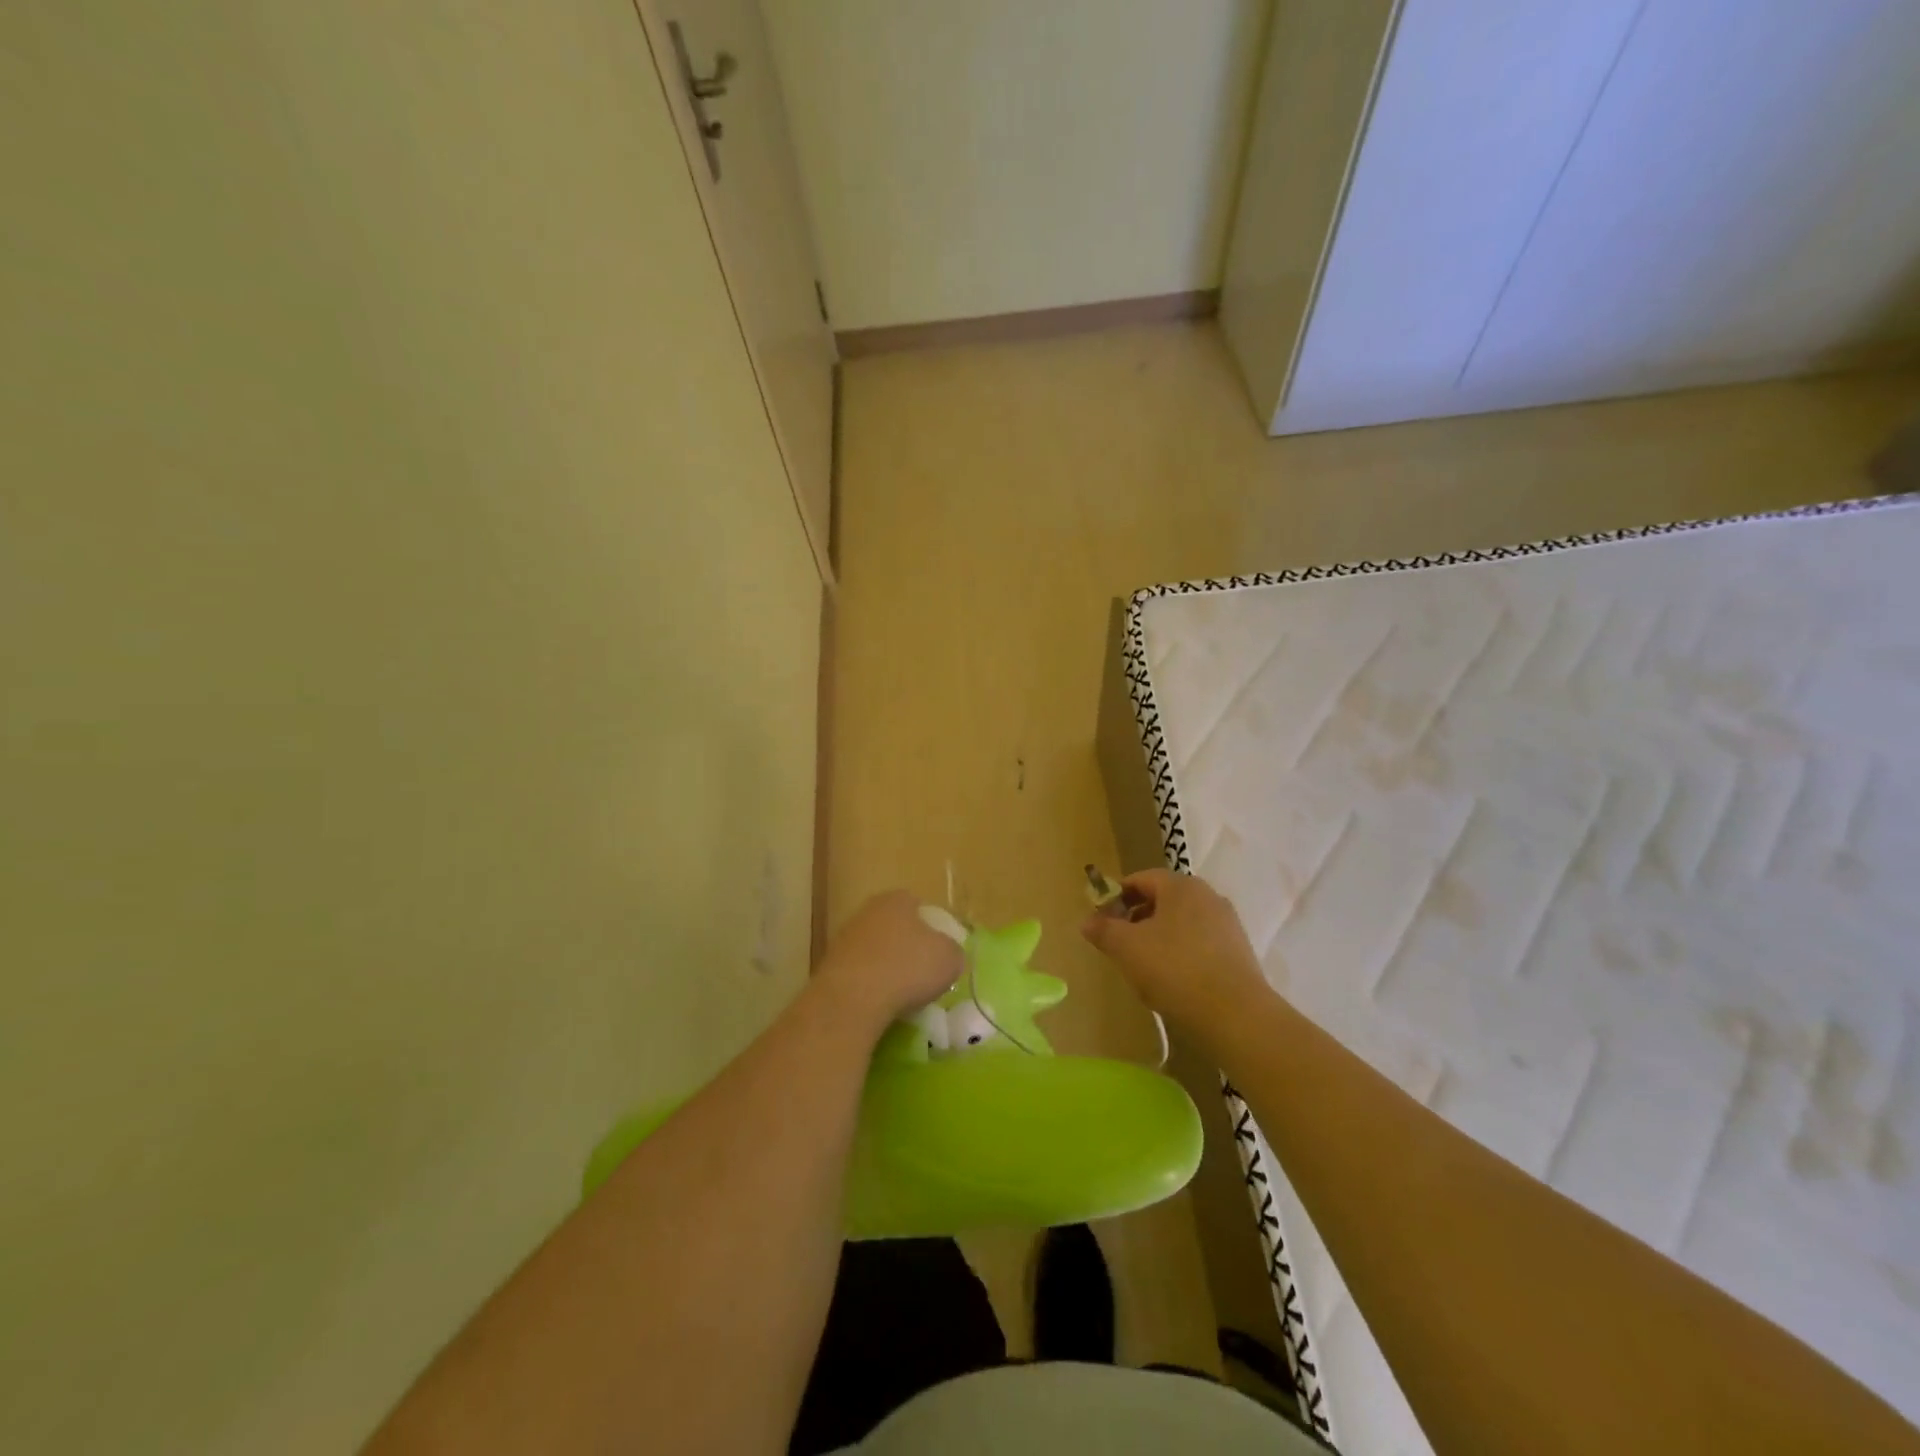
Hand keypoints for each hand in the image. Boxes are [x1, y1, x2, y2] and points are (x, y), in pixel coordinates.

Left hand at [813, 890, 962, 1034]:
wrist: (852, 998)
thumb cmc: (907, 967)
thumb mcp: (950, 959)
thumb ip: (953, 952)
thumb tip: (948, 955)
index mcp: (896, 900)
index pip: (918, 905)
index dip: (932, 927)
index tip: (939, 951)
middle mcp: (868, 911)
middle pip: (894, 927)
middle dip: (907, 946)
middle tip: (922, 973)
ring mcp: (845, 938)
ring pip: (875, 950)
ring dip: (887, 968)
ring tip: (902, 994)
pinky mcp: (830, 966)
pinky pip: (860, 973)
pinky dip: (870, 986)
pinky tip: (880, 1004)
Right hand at [1081, 870, 1275, 1037]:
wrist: (1236, 1016)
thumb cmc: (1175, 970)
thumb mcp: (1127, 948)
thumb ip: (1103, 930)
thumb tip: (1087, 921)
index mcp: (1181, 886)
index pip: (1140, 879)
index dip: (1116, 897)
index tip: (1101, 920)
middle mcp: (1208, 897)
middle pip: (1162, 900)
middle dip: (1136, 919)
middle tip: (1118, 945)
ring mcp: (1227, 925)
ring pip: (1181, 924)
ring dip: (1158, 939)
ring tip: (1143, 968)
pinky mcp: (1238, 953)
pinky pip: (1199, 945)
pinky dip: (1181, 955)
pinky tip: (1172, 983)